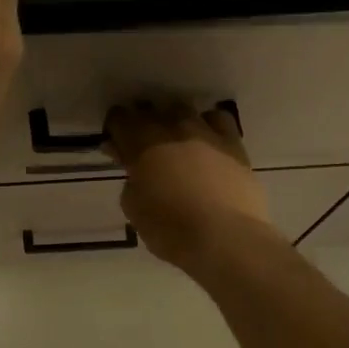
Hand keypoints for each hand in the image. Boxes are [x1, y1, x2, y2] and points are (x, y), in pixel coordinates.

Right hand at [107, 102, 281, 271]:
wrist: (225, 238)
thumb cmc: (170, 228)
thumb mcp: (134, 207)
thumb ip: (130, 180)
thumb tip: (134, 168)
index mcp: (141, 143)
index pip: (119, 118)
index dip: (115, 129)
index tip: (116, 145)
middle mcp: (172, 128)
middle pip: (150, 109)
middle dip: (143, 123)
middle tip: (143, 147)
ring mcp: (205, 132)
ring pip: (184, 109)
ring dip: (174, 121)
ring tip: (175, 142)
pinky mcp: (233, 144)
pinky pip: (219, 119)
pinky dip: (209, 125)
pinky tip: (208, 142)